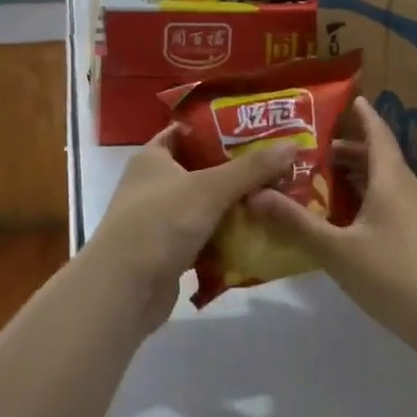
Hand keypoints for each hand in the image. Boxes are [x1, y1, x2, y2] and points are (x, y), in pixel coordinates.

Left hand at [89, 127, 295, 330]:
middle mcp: (154, 183)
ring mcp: (161, 219)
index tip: (256, 128)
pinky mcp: (169, 250)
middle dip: (237, 170)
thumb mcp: (209, 189)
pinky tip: (258, 234)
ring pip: (206, 205)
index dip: (219, 128)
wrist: (124, 288)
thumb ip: (251, 169)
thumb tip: (292, 145)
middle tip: (278, 165)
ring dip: (235, 205)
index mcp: (153, 157)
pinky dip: (226, 236)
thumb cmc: (160, 223)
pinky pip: (205, 236)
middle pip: (201, 169)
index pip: (187, 132)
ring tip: (278, 197)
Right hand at [249, 97, 416, 348]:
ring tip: (325, 186)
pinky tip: (352, 227)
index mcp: (392, 181)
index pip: (377, 134)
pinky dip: (370, 204)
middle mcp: (411, 191)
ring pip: (388, 186)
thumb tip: (254, 194)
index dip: (363, 115)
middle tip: (314, 151)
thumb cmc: (396, 276)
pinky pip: (395, 208)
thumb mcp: (337, 251)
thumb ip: (296, 223)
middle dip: (349, 152)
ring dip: (359, 180)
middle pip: (380, 160)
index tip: (348, 99)